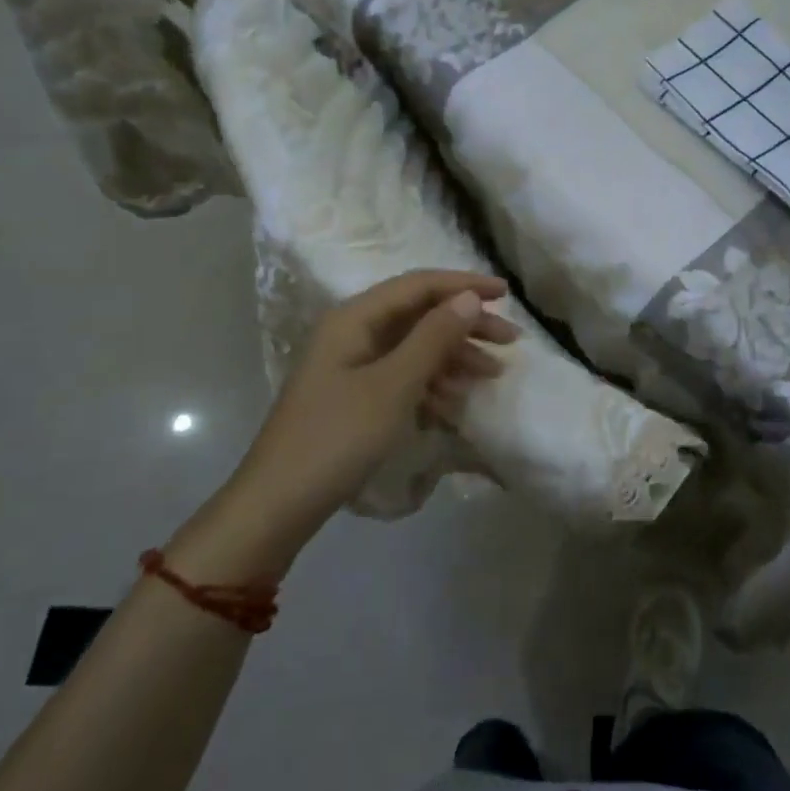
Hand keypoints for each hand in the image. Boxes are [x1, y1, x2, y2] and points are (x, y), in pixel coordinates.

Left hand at [246, 270, 520, 513]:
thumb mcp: (394, 385)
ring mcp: (353, 365)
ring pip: (416, 346)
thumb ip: (434, 338)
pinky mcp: (356, 395)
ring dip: (455, 355)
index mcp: (355, 318)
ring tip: (493, 374)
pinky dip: (434, 381)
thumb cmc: (337, 437)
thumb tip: (469, 298)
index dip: (464, 285)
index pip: (418, 286)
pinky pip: (404, 374)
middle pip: (420, 314)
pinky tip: (457, 400)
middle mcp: (354, 332)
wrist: (279, 505)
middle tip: (510, 341)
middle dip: (466, 324)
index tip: (506, 293)